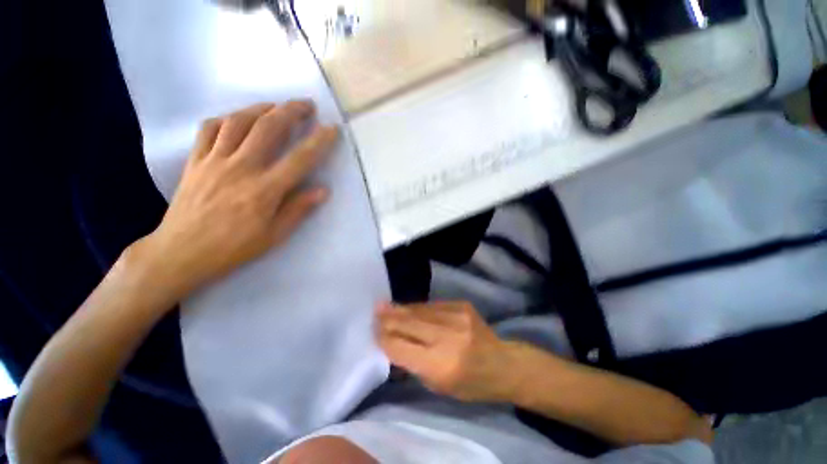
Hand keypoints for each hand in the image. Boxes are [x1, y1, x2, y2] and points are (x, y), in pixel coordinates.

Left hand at [133, 101, 337, 298]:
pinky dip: (227, 119)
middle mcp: (241, 168)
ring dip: (261, 108)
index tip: (332, 129)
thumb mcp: (274, 235)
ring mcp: (215, 161)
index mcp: (265, 190)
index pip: (300, 159)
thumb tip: (322, 190)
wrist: (181, 252)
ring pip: (239, 121)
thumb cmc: (234, 247)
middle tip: (306, 105)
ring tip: (276, 107)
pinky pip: (209, 129)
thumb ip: (298, 209)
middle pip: (268, 128)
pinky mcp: (196, 161)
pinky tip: (238, 120)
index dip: (319, 141)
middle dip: (291, 111)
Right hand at [376, 301, 517, 401]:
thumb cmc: (470, 384)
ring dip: (401, 309)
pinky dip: (418, 308)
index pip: (402, 348)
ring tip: (385, 306)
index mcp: (441, 365)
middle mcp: (447, 337)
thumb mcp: (439, 386)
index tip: (373, 331)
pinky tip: (409, 308)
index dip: (385, 339)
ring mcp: (456, 317)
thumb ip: (414, 364)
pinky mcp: (461, 305)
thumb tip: (391, 343)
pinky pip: (432, 305)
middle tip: (374, 310)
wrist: (503, 363)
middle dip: (389, 318)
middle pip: (409, 324)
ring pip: (419, 310)